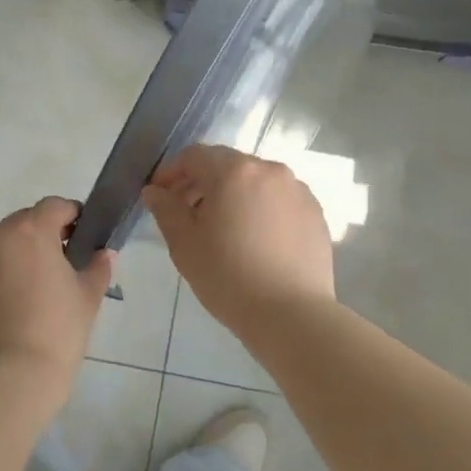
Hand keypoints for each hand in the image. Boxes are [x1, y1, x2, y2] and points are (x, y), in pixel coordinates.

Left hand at [0, 197, 115, 379]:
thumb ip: (97, 266)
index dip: (71, 217)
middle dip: (36, 240)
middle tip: (51, 270)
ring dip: (6, 262)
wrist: (11, 379)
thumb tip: (102, 253)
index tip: (79, 236)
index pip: (54, 206)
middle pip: (19, 226)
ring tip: (19, 297)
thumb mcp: (88, 298)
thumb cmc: (58, 332)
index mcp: (30, 231)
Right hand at [142, 144, 334, 335]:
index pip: (194, 156)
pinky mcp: (315, 213)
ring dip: (233, 195)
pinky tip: (254, 241)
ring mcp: (297, 190)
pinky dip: (261, 210)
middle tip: (187, 214)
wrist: (291, 314)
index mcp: (234, 171)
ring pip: (255, 182)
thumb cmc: (228, 277)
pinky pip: (279, 200)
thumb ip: (166, 209)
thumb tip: (154, 191)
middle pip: (227, 165)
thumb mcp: (184, 244)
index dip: (171, 172)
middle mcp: (269, 170)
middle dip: (202, 183)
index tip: (160, 196)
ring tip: (223, 229)